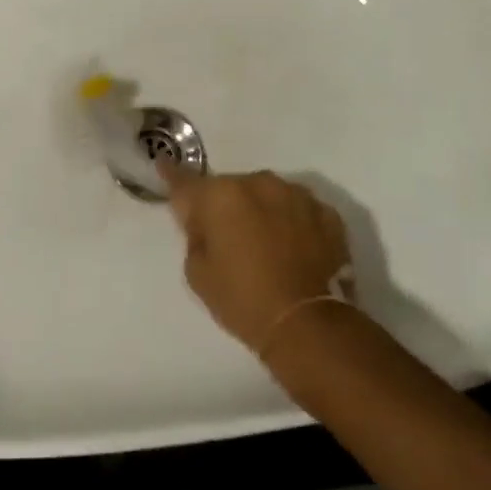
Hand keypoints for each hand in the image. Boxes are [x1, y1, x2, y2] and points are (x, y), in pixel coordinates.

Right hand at [163, 168, 351, 355]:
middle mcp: (257, 183)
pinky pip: (298, 210)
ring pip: (267, 195)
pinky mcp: (327, 213)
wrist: (309, 325)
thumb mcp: (197, 272)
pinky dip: (292, 222)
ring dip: (261, 210)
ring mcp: (296, 195)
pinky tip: (294, 249)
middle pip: (230, 188)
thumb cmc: (242, 299)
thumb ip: (195, 235)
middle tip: (227, 238)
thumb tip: (205, 222)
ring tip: (265, 245)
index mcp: (220, 195)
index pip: (185, 181)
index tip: (163, 164)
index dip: (171, 175)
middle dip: (225, 205)